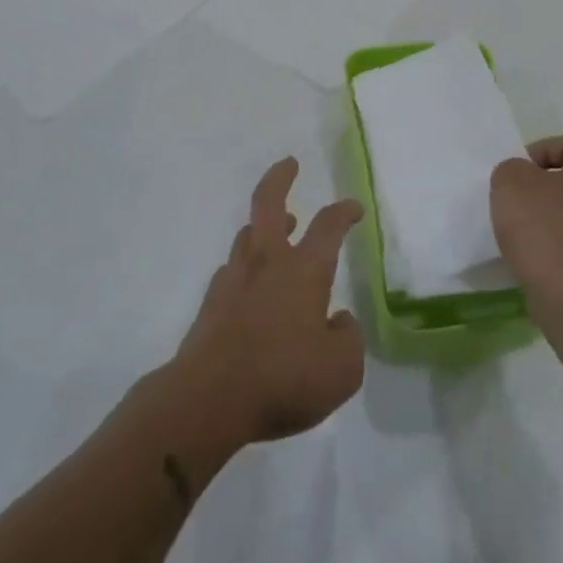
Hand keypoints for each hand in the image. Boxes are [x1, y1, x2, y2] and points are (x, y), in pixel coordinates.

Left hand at [170, 158, 364, 447]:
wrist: (208, 399)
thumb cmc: (284, 378)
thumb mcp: (342, 369)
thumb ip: (348, 338)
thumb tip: (339, 319)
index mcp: (304, 271)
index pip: (328, 226)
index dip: (344, 211)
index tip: (354, 208)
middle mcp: (267, 263)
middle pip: (268, 203)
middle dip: (280, 178)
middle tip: (289, 164)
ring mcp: (233, 280)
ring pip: (247, 235)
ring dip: (264, 224)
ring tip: (280, 225)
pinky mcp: (210, 304)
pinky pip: (232, 271)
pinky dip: (246, 267)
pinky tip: (252, 284)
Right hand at [490, 133, 562, 331]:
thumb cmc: (546, 231)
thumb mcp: (511, 183)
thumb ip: (512, 169)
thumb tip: (523, 178)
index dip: (539, 151)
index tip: (515, 174)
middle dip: (546, 185)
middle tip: (517, 200)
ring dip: (553, 216)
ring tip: (523, 232)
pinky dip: (560, 245)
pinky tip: (538, 257)